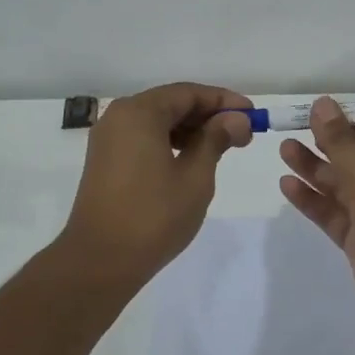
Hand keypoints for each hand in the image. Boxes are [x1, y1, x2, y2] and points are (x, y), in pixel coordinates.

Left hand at [58, 83, 252, 285]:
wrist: (100, 261)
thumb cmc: (154, 216)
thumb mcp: (195, 176)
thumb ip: (216, 139)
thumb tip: (236, 118)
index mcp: (139, 112)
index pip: (189, 93)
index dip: (224, 101)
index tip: (253, 116)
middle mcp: (119, 117)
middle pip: (172, 103)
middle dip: (209, 116)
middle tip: (243, 135)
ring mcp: (108, 139)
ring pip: (157, 122)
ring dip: (191, 130)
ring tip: (223, 149)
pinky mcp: (105, 161)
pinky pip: (144, 138)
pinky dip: (170, 142)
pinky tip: (192, 160)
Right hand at [278, 96, 354, 336]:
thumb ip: (344, 145)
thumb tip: (323, 104)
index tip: (323, 109)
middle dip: (331, 143)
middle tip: (295, 126)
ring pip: (345, 185)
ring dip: (316, 169)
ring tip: (283, 150)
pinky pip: (335, 213)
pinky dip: (313, 200)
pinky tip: (287, 185)